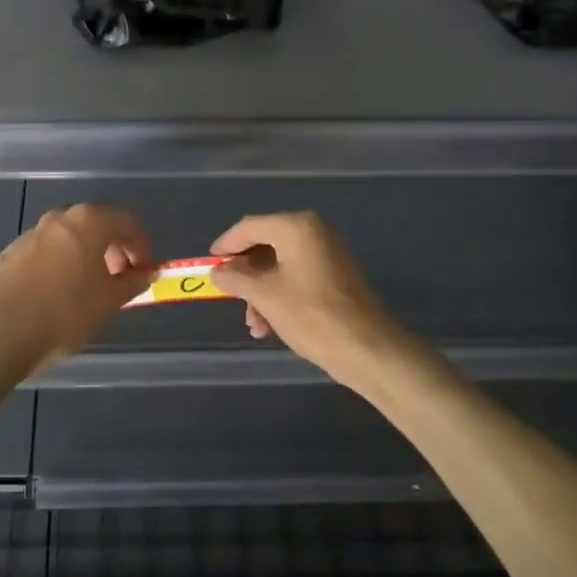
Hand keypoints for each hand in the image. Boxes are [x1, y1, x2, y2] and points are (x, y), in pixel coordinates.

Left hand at [0, 204, 154, 372]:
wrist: (1, 333)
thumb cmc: (65, 313)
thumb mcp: (109, 301)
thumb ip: (133, 281)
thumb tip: (146, 272)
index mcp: (88, 221)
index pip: (127, 222)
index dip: (141, 246)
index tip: (143, 273)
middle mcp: (60, 217)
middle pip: (97, 224)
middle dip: (113, 249)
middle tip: (119, 280)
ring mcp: (32, 232)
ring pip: (69, 237)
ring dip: (85, 256)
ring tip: (88, 289)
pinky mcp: (12, 252)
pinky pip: (46, 251)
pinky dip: (60, 264)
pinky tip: (57, 294)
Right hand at [210, 211, 407, 388]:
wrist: (369, 349)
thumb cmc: (312, 315)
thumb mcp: (265, 296)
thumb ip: (236, 278)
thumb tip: (217, 271)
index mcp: (296, 226)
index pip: (249, 227)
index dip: (225, 245)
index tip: (208, 264)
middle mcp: (313, 230)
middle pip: (265, 245)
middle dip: (246, 276)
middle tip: (231, 299)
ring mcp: (327, 252)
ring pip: (280, 265)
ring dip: (261, 292)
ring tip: (256, 326)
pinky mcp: (336, 273)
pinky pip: (297, 275)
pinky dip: (280, 295)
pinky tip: (272, 325)